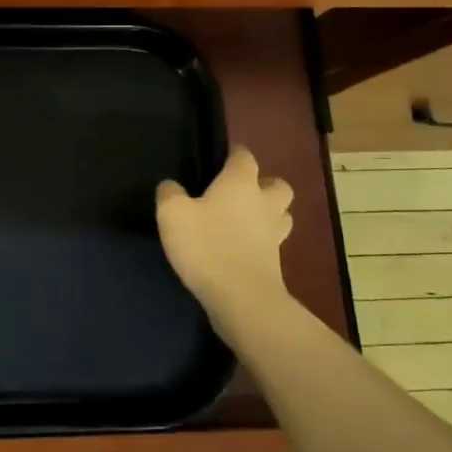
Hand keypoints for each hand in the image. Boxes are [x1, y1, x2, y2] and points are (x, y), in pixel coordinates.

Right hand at [155, 147, 294, 326]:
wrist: (241, 298)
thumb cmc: (206, 245)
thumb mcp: (172, 214)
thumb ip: (170, 194)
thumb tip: (171, 185)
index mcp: (240, 183)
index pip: (244, 157)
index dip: (235, 154)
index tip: (223, 157)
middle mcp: (264, 203)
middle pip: (276, 184)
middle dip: (264, 184)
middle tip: (240, 192)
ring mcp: (274, 233)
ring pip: (281, 214)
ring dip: (268, 212)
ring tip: (245, 219)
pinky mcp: (276, 261)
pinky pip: (273, 241)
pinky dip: (261, 240)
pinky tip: (241, 246)